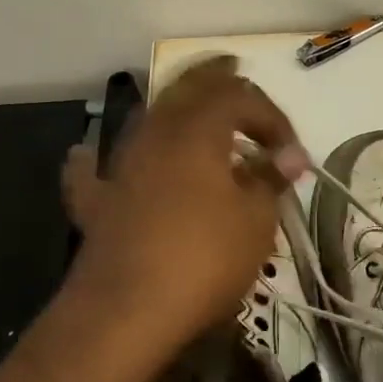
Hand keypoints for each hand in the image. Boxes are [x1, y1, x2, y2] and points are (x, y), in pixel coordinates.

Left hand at [59, 56, 307, 364]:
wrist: (126, 313)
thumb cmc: (203, 259)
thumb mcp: (255, 221)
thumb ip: (270, 180)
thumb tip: (287, 158)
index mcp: (197, 131)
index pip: (240, 98)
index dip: (272, 117)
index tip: (293, 154)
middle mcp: (154, 136)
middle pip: (185, 90)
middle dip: (214, 79)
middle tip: (234, 68)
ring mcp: (120, 168)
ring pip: (146, 121)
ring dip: (174, 113)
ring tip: (193, 115)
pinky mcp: (98, 204)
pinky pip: (94, 171)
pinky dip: (97, 159)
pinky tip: (89, 155)